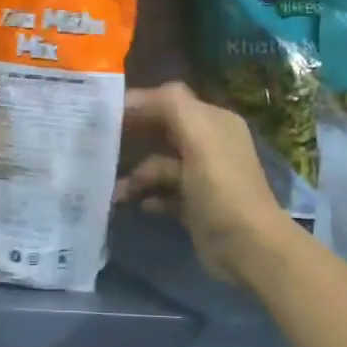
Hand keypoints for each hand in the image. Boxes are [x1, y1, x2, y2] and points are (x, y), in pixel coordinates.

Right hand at [116, 82, 289, 286]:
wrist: (248, 247)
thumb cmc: (221, 187)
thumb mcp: (199, 136)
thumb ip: (169, 105)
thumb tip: (132, 98)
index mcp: (214, 122)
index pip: (169, 101)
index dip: (137, 104)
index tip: (102, 114)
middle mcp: (209, 145)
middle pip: (161, 133)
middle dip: (131, 140)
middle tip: (97, 148)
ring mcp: (202, 178)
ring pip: (159, 167)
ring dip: (136, 176)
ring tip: (115, 192)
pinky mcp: (194, 206)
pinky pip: (163, 194)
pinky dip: (148, 197)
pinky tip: (138, 205)